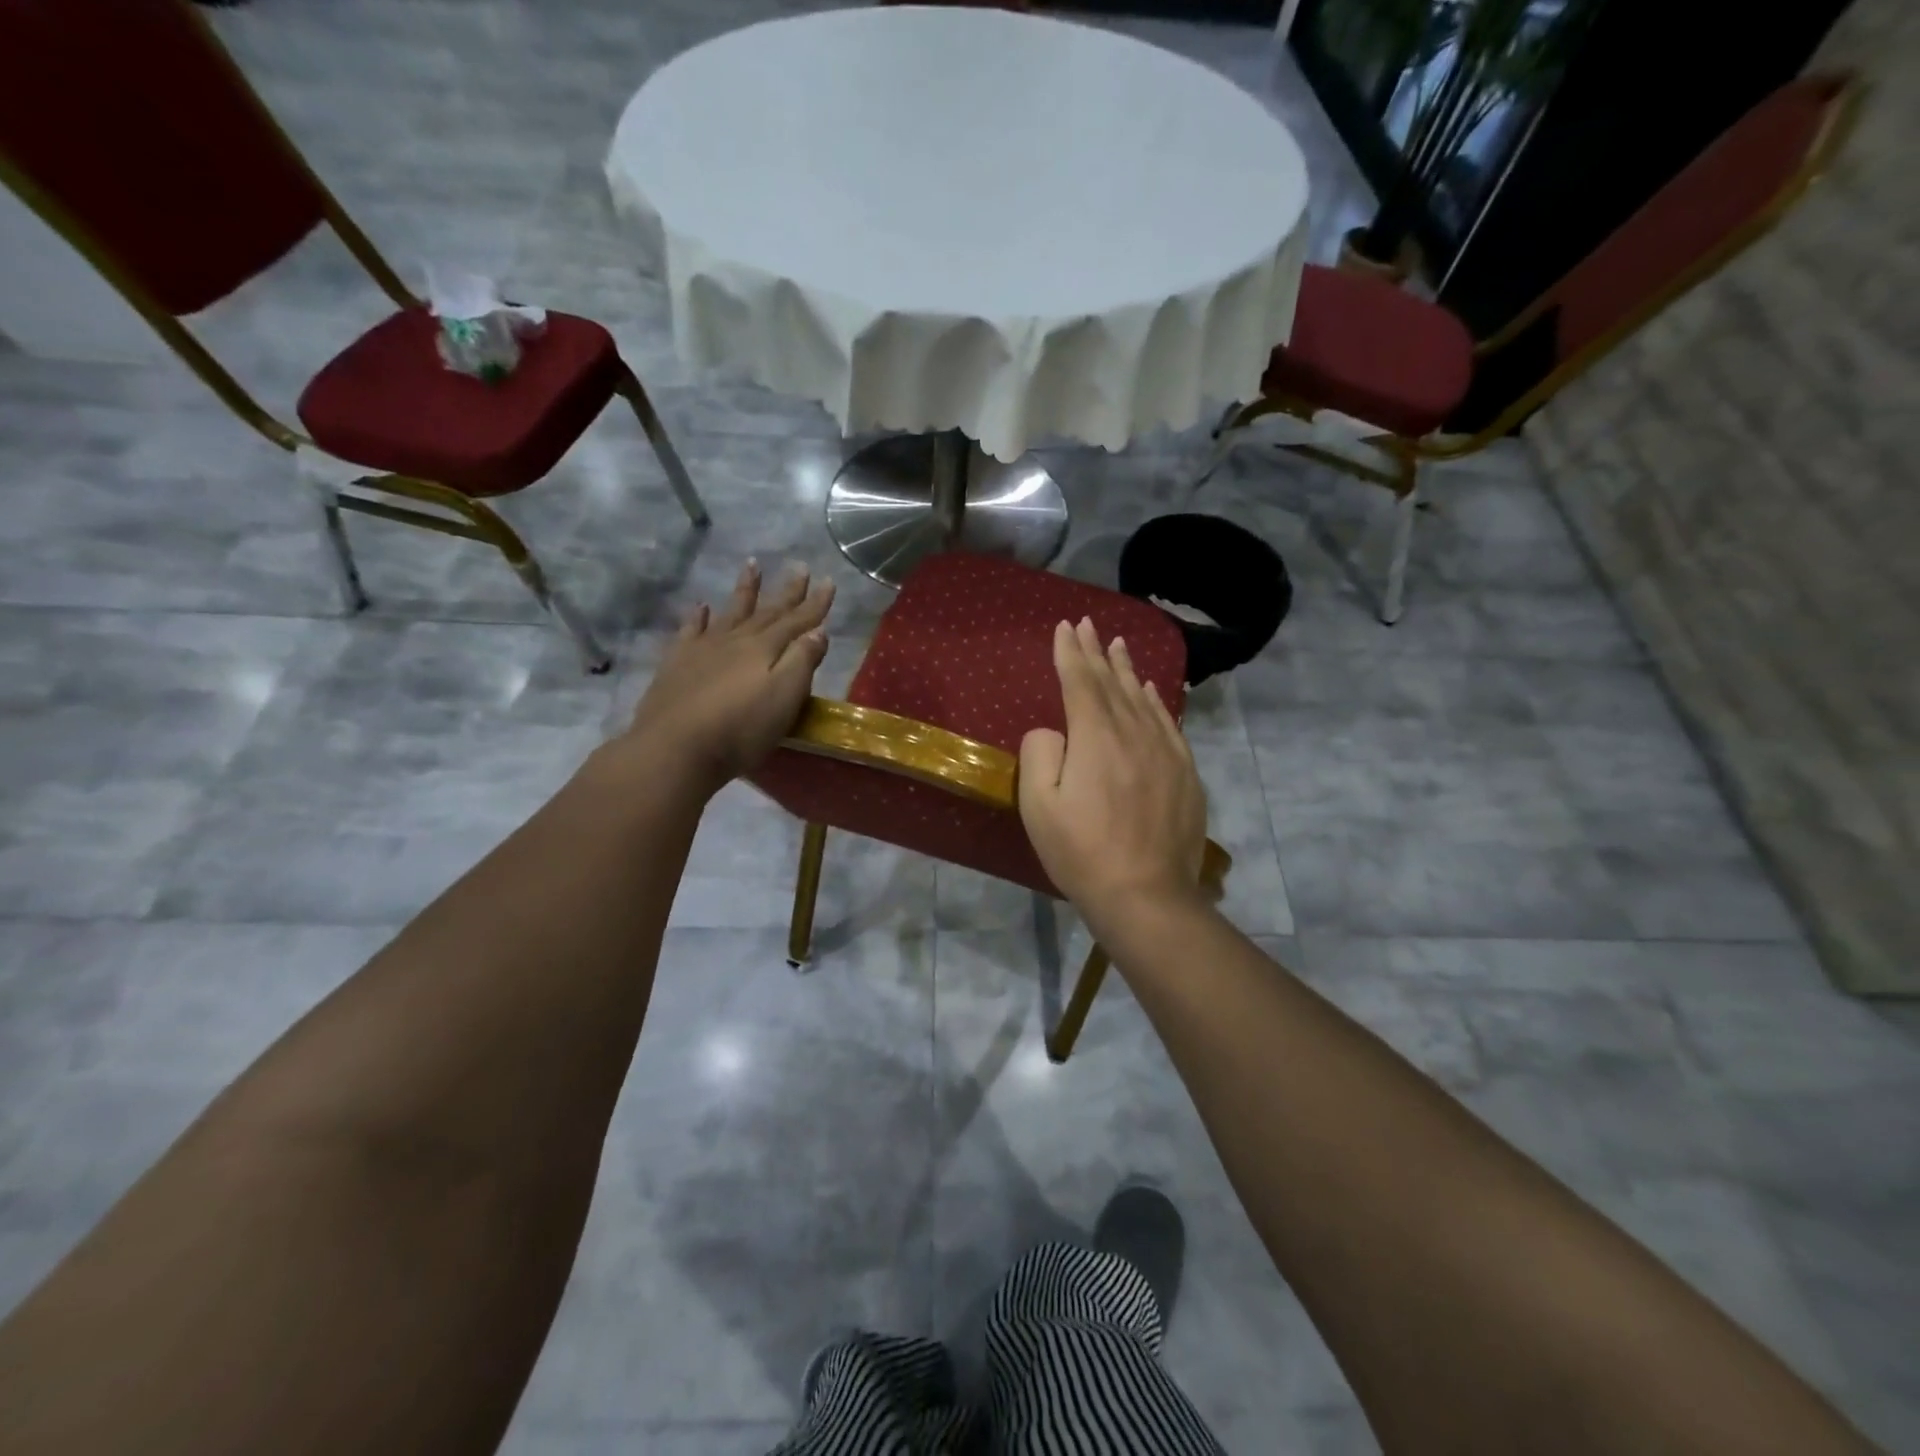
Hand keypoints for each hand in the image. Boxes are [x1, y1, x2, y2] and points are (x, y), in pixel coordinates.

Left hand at [622, 560, 834, 790]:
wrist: (675, 748)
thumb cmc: (740, 729)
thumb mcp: (784, 698)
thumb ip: (802, 661)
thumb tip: (818, 630)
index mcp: (765, 649)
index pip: (797, 621)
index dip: (815, 603)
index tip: (828, 581)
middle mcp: (736, 640)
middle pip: (767, 612)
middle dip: (787, 592)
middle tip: (800, 567)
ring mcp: (703, 649)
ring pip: (730, 612)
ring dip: (744, 590)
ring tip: (752, 565)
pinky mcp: (677, 664)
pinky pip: (690, 630)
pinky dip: (698, 616)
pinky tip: (700, 607)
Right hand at [1018, 618, 1207, 923]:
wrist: (1146, 894)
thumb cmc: (1081, 852)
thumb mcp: (1039, 805)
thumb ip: (1041, 753)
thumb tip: (1053, 730)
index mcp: (1095, 737)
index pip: (1080, 682)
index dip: (1070, 652)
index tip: (1065, 626)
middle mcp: (1133, 733)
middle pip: (1112, 683)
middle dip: (1097, 652)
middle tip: (1088, 624)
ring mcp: (1165, 751)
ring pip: (1142, 699)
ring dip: (1127, 670)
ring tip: (1119, 645)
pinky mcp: (1185, 773)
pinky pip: (1168, 723)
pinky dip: (1156, 701)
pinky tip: (1151, 692)